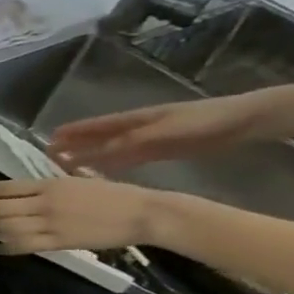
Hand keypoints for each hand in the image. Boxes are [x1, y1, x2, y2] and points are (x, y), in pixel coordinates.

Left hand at [0, 176, 164, 254]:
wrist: (142, 212)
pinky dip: (6, 247)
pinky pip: (26, 245)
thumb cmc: (111, 194)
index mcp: (48, 184)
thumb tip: (17, 192)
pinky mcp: (61, 242)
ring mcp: (51, 223)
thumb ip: (45, 187)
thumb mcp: (74, 181)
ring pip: (7, 227)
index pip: (4, 187)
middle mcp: (45, 202)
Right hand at [49, 93, 266, 171]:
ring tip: (67, 166)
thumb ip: (133, 141)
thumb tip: (98, 151)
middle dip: (75, 145)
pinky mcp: (161, 151)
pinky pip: (128, 159)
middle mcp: (135, 129)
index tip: (49, 140)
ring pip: (110, 149)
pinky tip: (102, 173)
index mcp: (134, 120)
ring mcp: (148, 140)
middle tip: (50, 155)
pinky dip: (112, 164)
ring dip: (90, 156)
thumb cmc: (204, 120)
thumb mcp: (167, 130)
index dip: (73, 132)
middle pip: (98, 138)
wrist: (244, 121)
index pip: (95, 126)